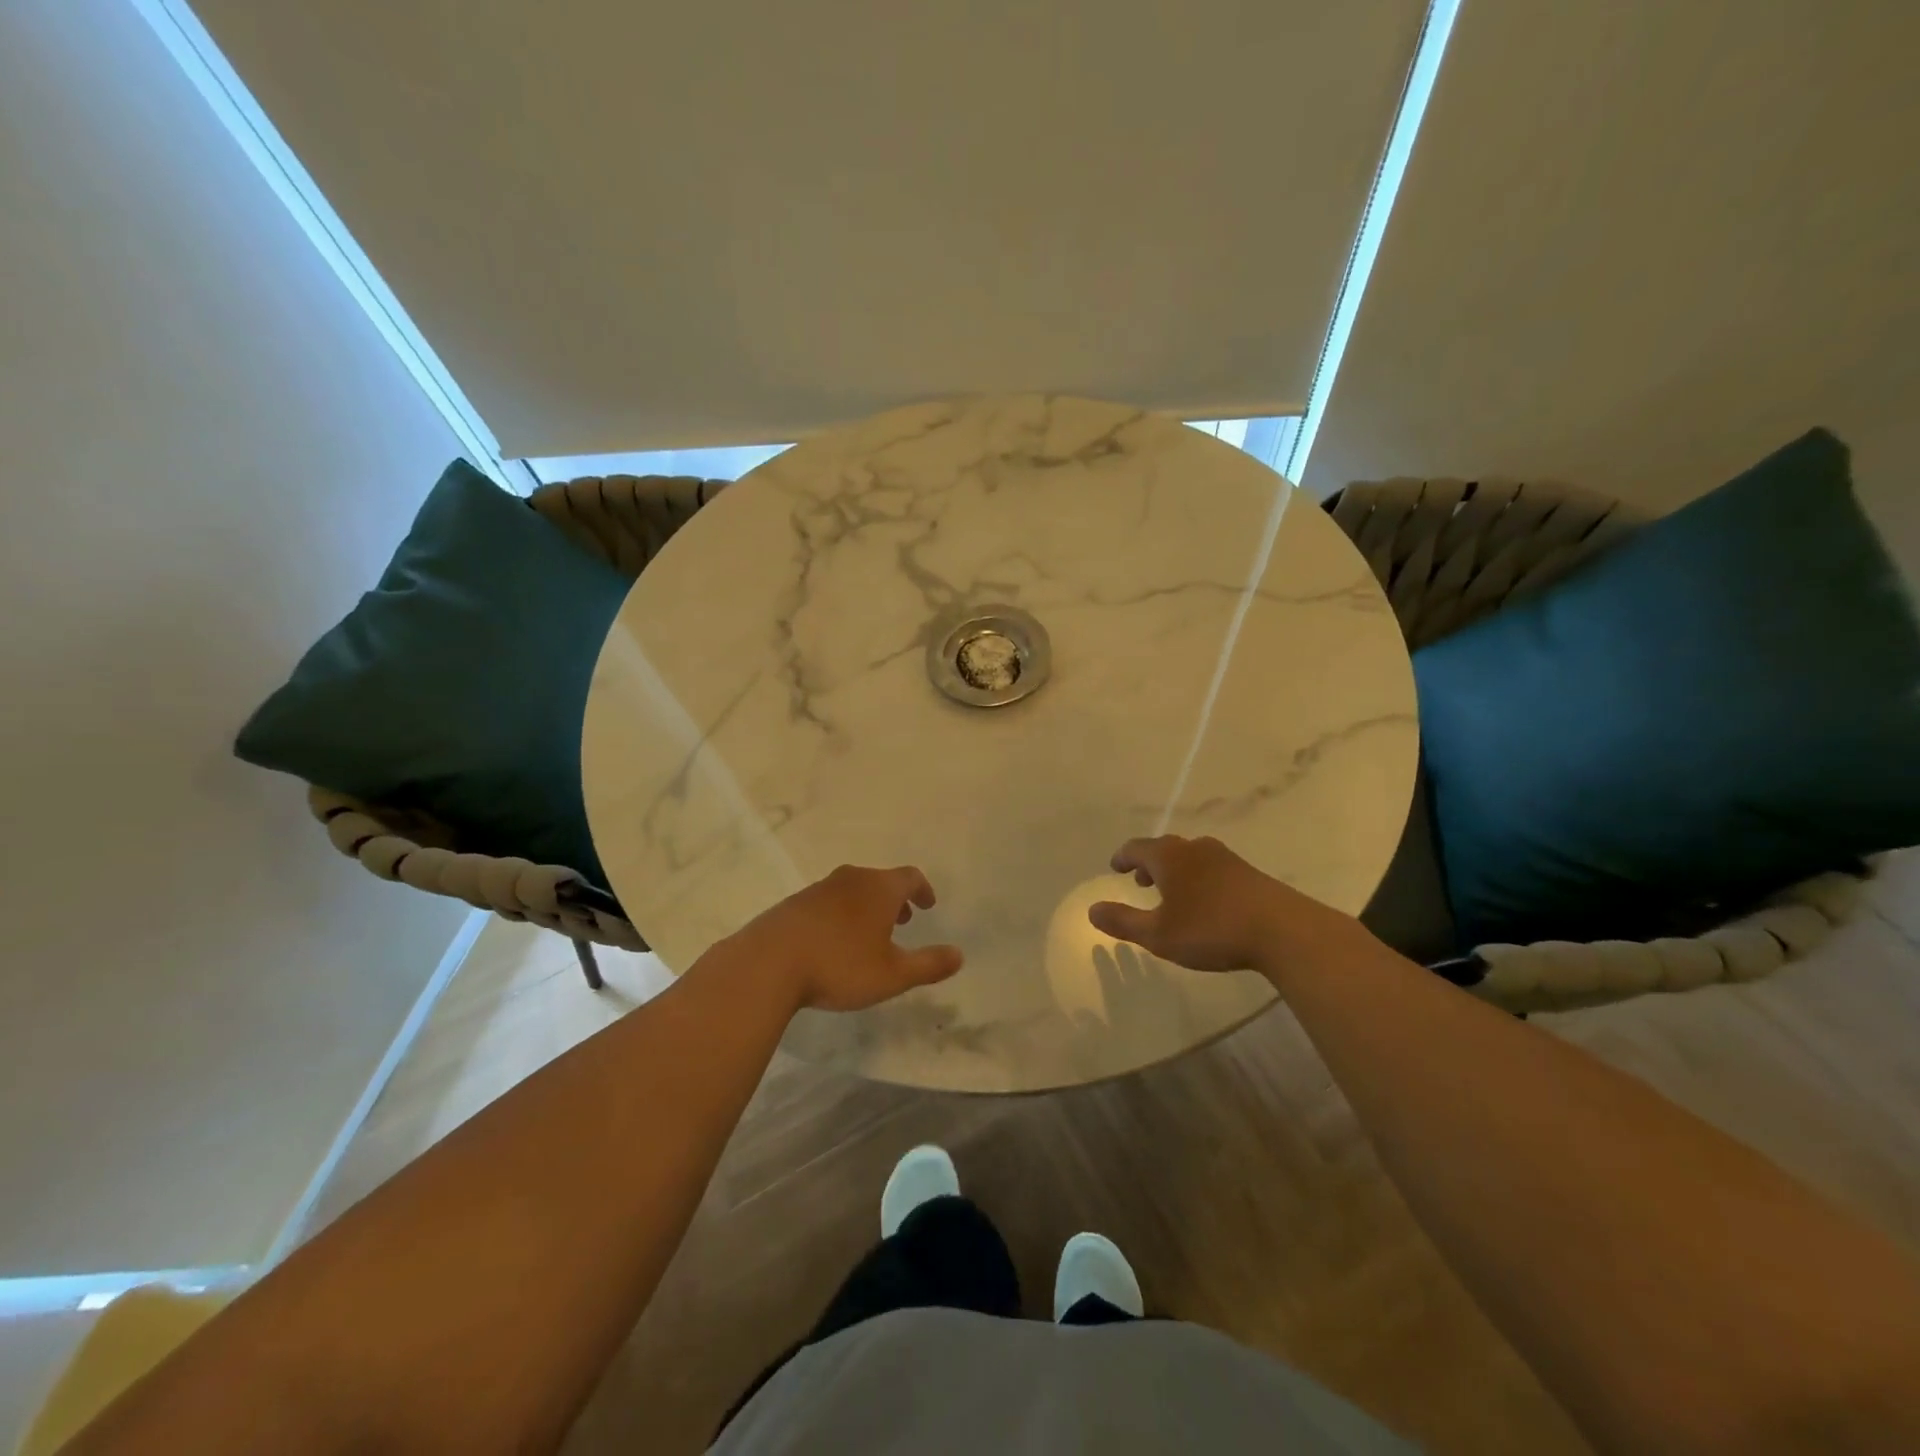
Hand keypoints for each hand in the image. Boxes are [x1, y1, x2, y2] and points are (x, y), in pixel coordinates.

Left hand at [730, 864, 963, 1012]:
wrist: (768, 963)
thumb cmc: (840, 965)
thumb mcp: (893, 974)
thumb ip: (929, 964)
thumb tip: (959, 955)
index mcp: (879, 888)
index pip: (910, 877)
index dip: (922, 890)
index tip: (927, 904)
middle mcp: (851, 879)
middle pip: (880, 880)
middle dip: (894, 899)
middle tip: (902, 920)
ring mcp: (819, 889)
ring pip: (852, 890)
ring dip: (866, 907)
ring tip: (868, 934)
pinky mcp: (794, 904)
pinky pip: (827, 902)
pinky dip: (840, 914)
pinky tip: (832, 942)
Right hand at [1088, 834, 1351, 975]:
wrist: (1282, 930)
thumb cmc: (1211, 929)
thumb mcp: (1158, 934)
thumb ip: (1123, 921)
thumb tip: (1092, 909)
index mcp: (1168, 857)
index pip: (1136, 848)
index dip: (1123, 857)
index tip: (1115, 867)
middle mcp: (1194, 848)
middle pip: (1164, 848)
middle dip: (1149, 863)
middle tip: (1140, 880)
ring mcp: (1225, 858)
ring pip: (1190, 857)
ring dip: (1175, 870)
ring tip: (1171, 892)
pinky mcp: (1248, 873)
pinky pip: (1211, 868)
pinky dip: (1198, 877)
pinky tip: (1205, 901)